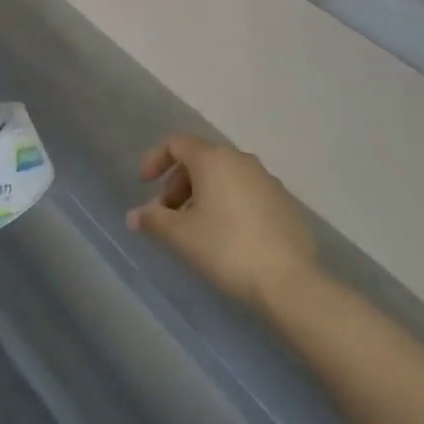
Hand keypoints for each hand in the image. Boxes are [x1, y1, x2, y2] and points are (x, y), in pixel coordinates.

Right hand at [127, 134, 318, 312]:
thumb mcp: (181, 236)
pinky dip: (227, 204)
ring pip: (224, 176)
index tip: (144, 186)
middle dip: (177, 184)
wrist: (289, 280)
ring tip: (195, 230)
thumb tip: (134, 216)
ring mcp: (266, 179)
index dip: (155, 159)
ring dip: (202, 195)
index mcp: (213, 159)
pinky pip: (245, 192)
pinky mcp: (283, 201)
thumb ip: (153, 221)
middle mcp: (240, 159)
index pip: (176, 143)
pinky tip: (227, 238)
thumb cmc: (226, 249)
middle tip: (168, 217)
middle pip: (200, 159)